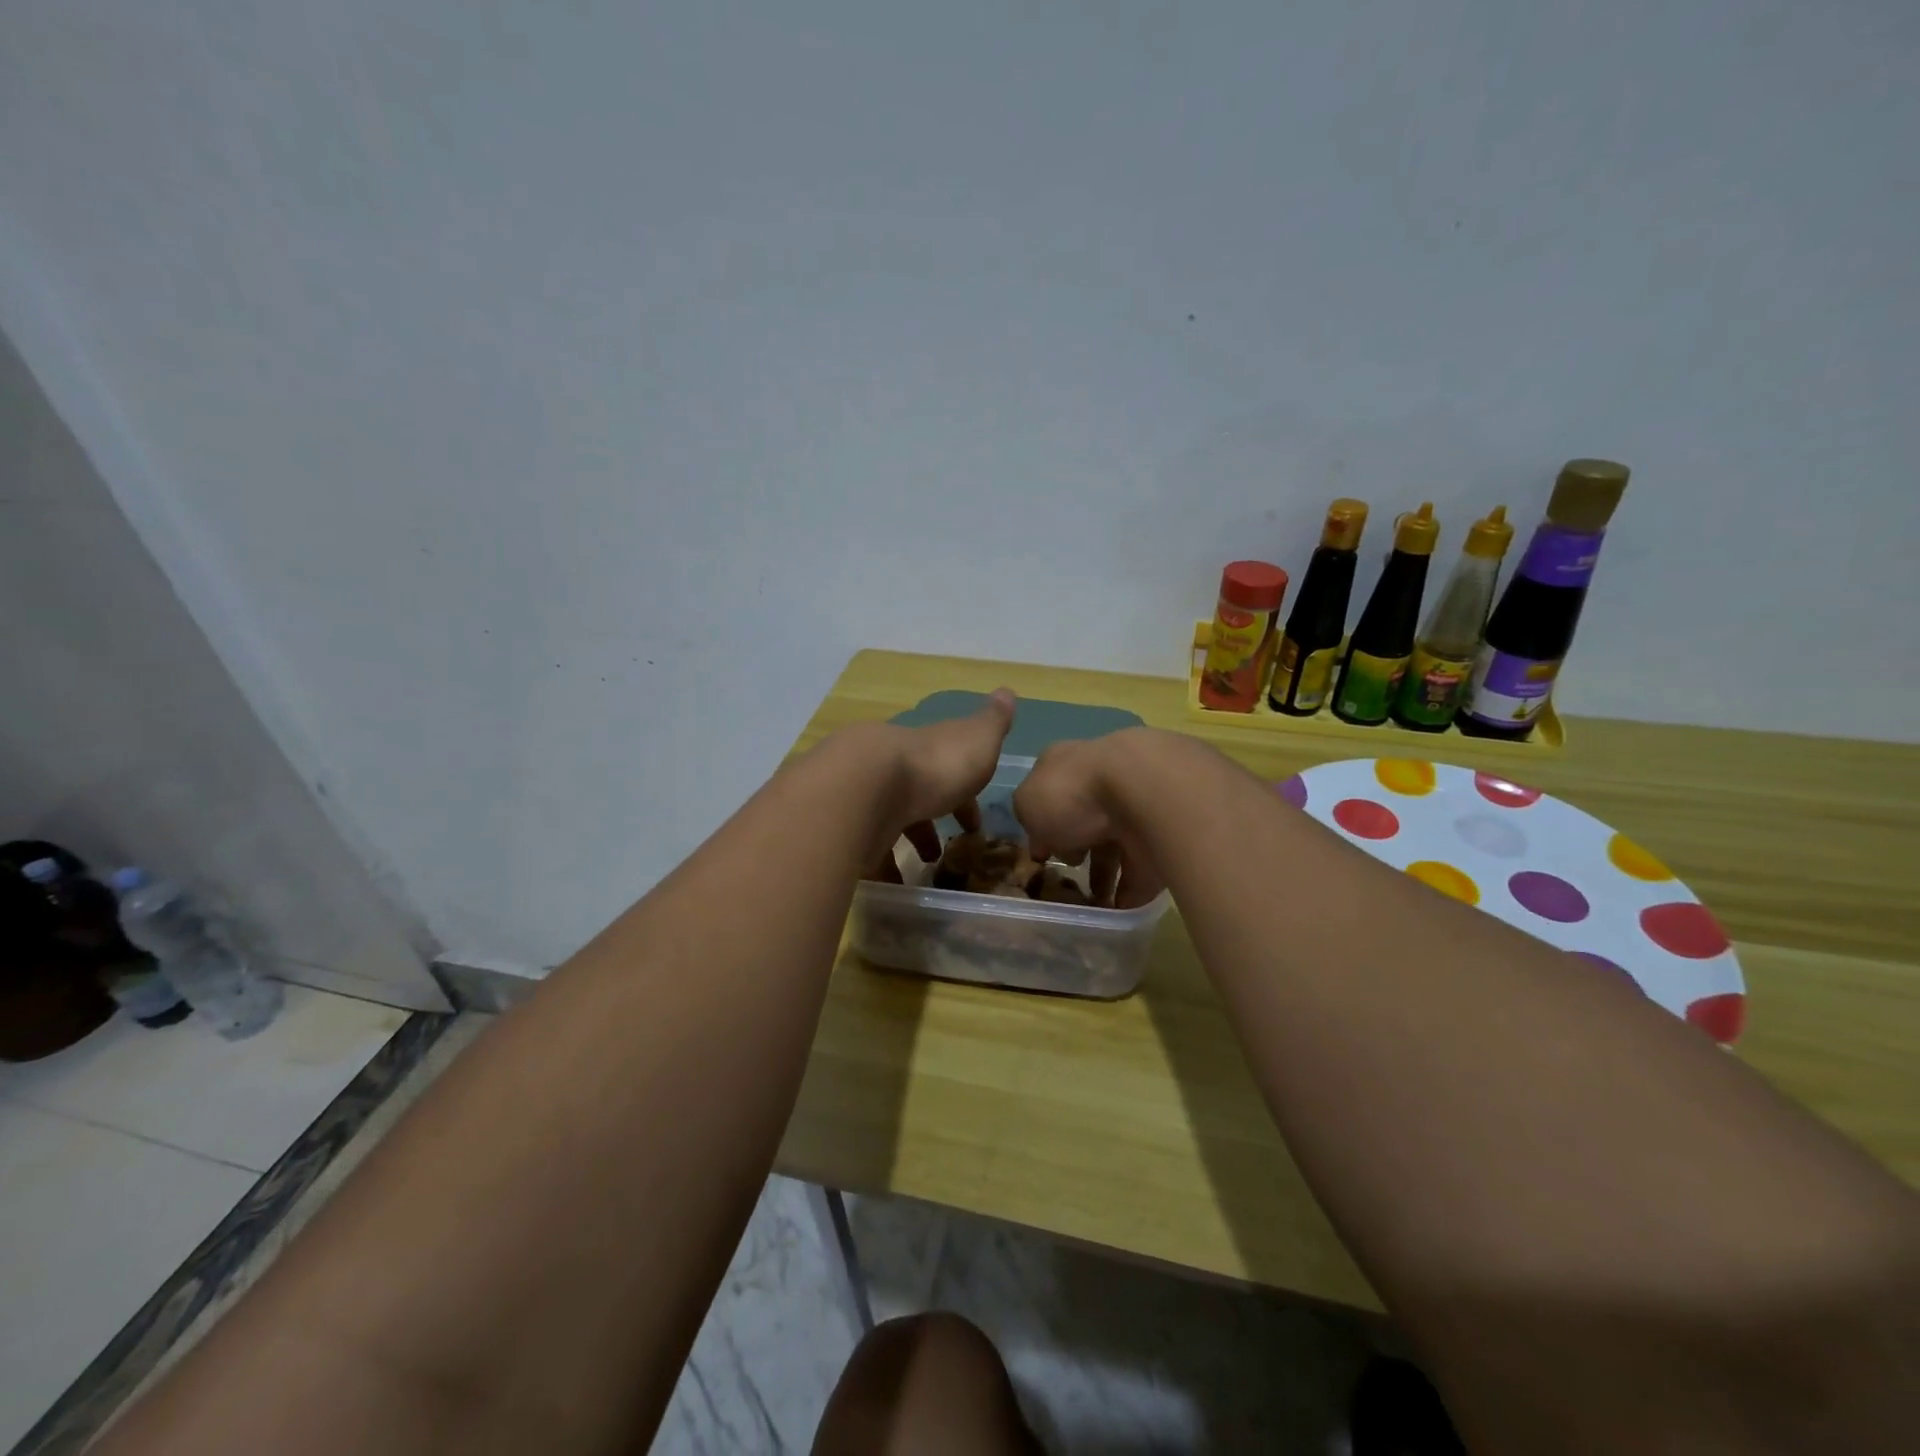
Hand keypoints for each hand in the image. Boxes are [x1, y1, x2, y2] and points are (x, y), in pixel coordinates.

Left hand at [858, 689, 1016, 881]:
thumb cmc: (935, 764)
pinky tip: (894, 886)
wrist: (869, 782)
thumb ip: (993, 721)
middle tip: (943, 852)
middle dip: (929, 823)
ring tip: (924, 871)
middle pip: (913, 795)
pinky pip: (867, 850)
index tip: (974, 825)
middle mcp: (894, 770)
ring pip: (888, 821)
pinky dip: (881, 868)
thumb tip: (1007, 691)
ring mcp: (866, 798)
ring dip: (906, 844)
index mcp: (926, 751)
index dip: (963, 796)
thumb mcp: (977, 739)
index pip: (946, 769)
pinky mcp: (847, 828)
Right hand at [1013, 729, 1166, 908]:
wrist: (1143, 792)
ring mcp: (1135, 809)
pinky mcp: (1162, 838)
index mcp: (1068, 767)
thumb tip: (1044, 839)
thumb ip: (1029, 819)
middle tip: (1068, 879)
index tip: (1041, 855)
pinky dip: (1129, 892)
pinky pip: (1141, 870)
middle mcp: (1103, 782)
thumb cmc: (1072, 792)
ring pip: (1115, 847)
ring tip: (1091, 904)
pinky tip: (1115, 914)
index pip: (1052, 796)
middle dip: (1077, 852)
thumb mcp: (1028, 803)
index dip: (1043, 826)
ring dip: (1103, 877)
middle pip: (1085, 822)